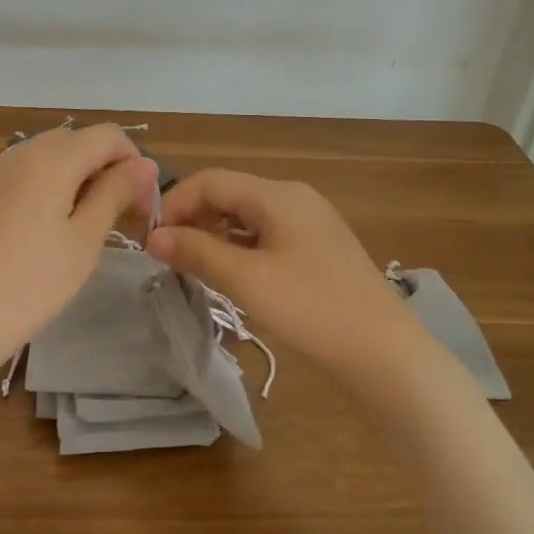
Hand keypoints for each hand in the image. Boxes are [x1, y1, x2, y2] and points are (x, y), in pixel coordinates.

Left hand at [0, 125, 157, 380]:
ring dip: (76, 180)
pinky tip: (45, 232)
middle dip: (106, 170)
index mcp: (50, 157)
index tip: (141, 208)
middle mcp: (18, 151)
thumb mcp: (84, 241)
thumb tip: (144, 164)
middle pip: (76, 142)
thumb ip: (115, 194)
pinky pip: (23, 175)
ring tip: (84, 229)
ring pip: (48, 158)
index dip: (134, 163)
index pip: (108, 135)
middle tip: (119, 220)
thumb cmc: (28, 286)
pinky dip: (46, 189)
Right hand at [148, 169, 403, 377]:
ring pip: (246, 216)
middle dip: (192, 219)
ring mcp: (310, 221)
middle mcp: (294, 197)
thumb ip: (197, 251)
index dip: (174, 204)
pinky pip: (266, 234)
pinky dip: (238, 247)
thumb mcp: (247, 280)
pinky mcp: (317, 247)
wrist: (384, 352)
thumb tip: (153, 236)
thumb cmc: (312, 310)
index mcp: (278, 195)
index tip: (149, 239)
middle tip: (166, 255)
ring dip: (213, 235)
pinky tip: (229, 273)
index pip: (210, 180)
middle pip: (229, 194)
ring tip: (190, 266)